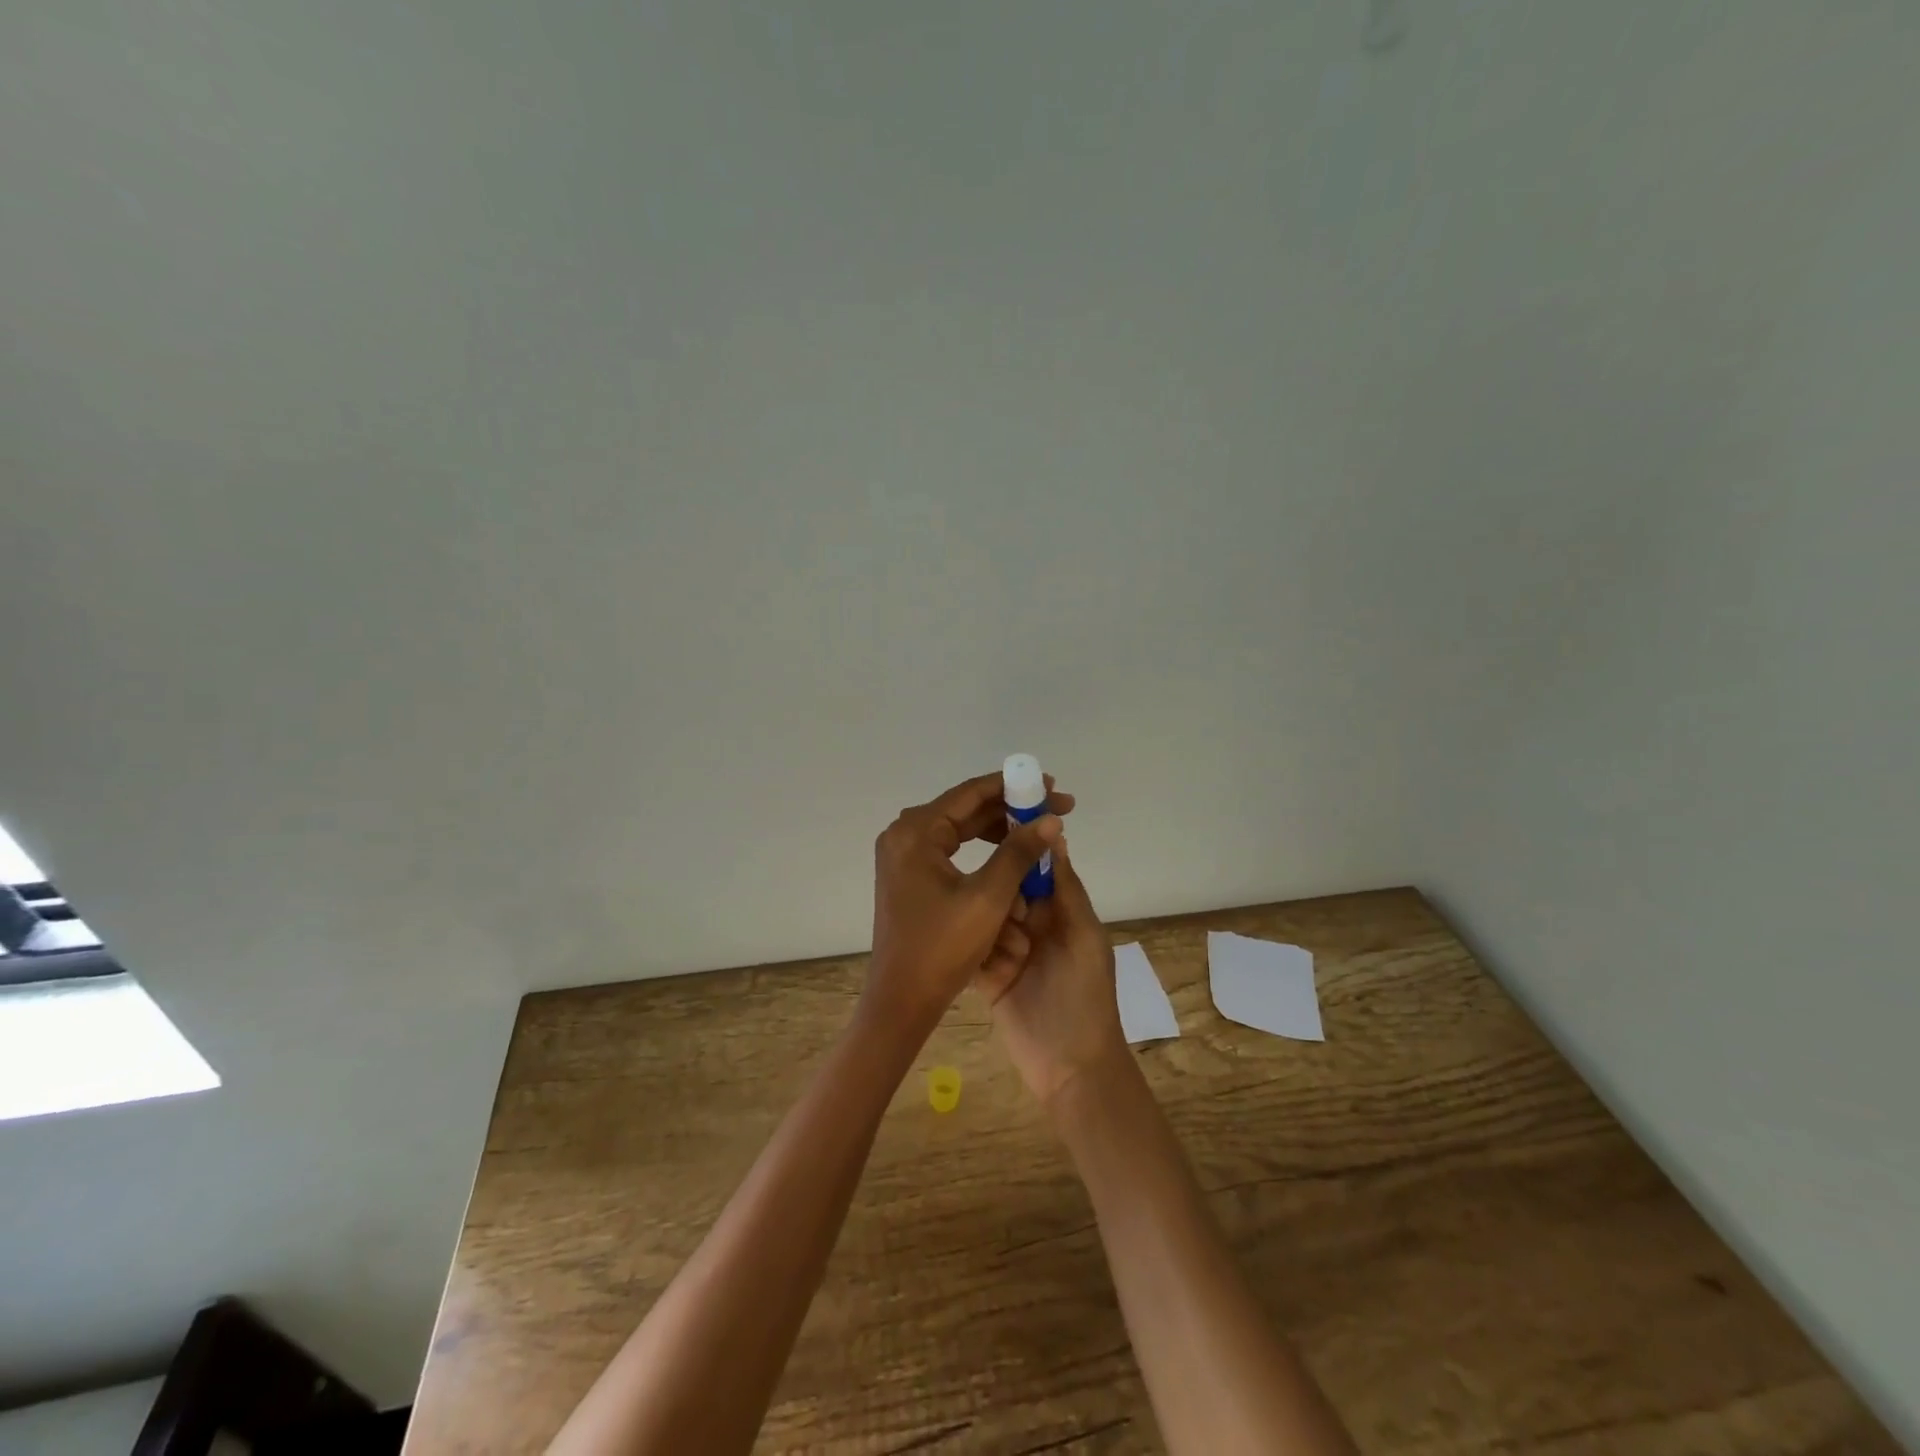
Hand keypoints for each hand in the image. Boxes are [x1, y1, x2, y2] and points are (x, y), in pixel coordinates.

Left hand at [866, 772, 1069, 1037]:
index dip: (1015, 787)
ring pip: (959, 830)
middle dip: (1011, 810)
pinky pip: (951, 850)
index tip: (1051, 787)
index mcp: (916, 832)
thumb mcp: (989, 897)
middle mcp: (904, 834)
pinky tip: (1010, 858)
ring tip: (1037, 834)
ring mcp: (903, 856)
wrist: (902, 999)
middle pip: (965, 809)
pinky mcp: (909, 876)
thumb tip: (1051, 819)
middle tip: (1054, 811)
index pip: (971, 793)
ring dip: (998, 831)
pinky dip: (981, 852)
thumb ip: (1019, 852)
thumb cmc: (943, 947)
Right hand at [975, 834, 1129, 1108]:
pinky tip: (972, 956)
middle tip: (1012, 926)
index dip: (1018, 857)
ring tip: (1008, 957)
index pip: (1034, 871)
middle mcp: (1032, 926)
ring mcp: (1007, 951)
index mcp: (1059, 911)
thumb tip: (1054, 833)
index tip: (996, 844)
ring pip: (984, 918)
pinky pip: (971, 950)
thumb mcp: (1084, 936)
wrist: (1071, 1067)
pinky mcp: (986, 976)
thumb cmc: (1085, 995)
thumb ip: (1066, 888)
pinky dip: (972, 952)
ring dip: (990, 932)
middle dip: (1001, 901)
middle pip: (1004, 892)